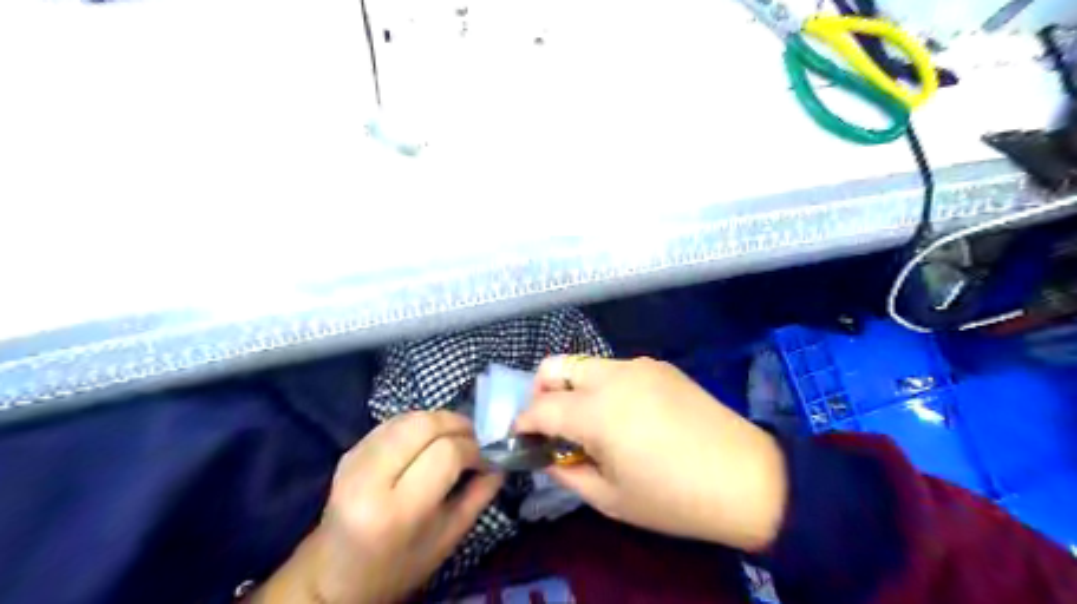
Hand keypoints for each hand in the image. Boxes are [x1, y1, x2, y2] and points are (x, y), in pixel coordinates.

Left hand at [264, 410, 509, 603]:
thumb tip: (499, 463)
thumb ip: (478, 497)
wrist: (333, 576)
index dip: (472, 449)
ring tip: (455, 436)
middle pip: (424, 425)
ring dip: (439, 420)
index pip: (446, 454)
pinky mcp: (349, 452)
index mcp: (397, 510)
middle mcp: (370, 479)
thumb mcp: (447, 540)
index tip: (485, 458)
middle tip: (474, 438)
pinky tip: (429, 438)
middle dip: (457, 424)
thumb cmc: (397, 567)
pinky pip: (393, 423)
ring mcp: (354, 461)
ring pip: (408, 418)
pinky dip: (418, 423)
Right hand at [512, 359, 783, 550]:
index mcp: (597, 411)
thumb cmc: (674, 498)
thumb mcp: (611, 499)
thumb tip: (549, 457)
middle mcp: (613, 376)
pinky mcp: (660, 366)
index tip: (521, 437)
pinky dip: (604, 387)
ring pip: (586, 365)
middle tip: (551, 424)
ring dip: (574, 388)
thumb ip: (568, 474)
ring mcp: (640, 366)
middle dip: (542, 392)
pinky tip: (624, 415)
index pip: (541, 407)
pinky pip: (617, 369)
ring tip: (590, 423)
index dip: (523, 422)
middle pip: (556, 366)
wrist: (747, 477)